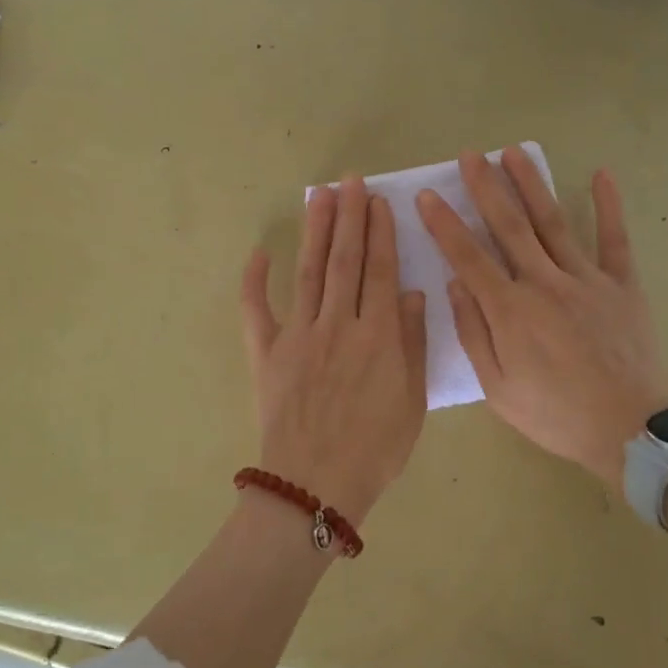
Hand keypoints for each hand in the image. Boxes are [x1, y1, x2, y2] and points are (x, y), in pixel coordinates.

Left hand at [241, 178, 427, 521]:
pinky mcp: (266, 353)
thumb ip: (412, 343)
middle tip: (350, 181)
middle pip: (344, 260)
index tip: (379, 201)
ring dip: (315, 232)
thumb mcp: (412, 401)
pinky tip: (260, 252)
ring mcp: (297, 336)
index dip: (380, 233)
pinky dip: (254, 281)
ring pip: (308, 272)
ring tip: (320, 196)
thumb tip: (410, 292)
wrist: (316, 486)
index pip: (379, 270)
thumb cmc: (375, 449)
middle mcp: (336, 324)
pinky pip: (256, 311)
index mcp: (376, 335)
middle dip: (349, 217)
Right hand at [419, 148, 667, 489]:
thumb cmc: (556, 414)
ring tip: (514, 152)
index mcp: (510, 311)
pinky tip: (601, 174)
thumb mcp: (498, 388)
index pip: (468, 257)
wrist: (631, 428)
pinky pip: (615, 239)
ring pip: (554, 222)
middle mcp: (544, 284)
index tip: (426, 196)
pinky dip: (609, 206)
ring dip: (532, 185)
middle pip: (509, 226)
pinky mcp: (622, 285)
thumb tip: (455, 284)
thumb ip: (474, 333)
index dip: (445, 225)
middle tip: (470, 155)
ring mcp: (586, 279)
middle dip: (486, 188)